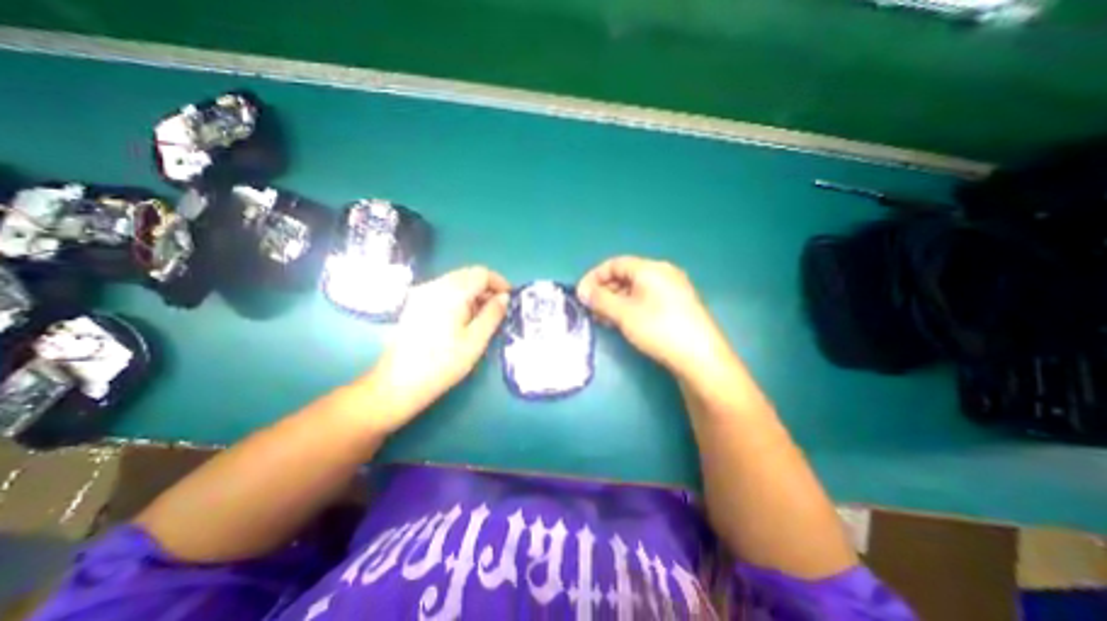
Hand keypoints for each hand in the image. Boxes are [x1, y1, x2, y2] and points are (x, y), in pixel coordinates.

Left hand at [354, 265, 508, 431]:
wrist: (398, 383)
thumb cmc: (443, 364)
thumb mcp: (476, 341)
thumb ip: (493, 314)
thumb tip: (504, 298)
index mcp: (451, 293)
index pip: (481, 273)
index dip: (499, 282)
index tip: (509, 299)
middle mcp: (434, 286)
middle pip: (467, 274)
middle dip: (487, 286)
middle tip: (498, 308)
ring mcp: (422, 293)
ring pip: (455, 281)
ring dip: (473, 292)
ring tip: (482, 315)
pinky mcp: (415, 303)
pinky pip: (443, 290)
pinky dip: (459, 296)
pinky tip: (461, 318)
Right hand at [580, 254, 733, 377]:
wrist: (700, 357)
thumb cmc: (659, 329)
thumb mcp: (624, 314)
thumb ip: (600, 300)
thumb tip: (582, 291)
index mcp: (651, 268)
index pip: (615, 263)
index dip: (594, 276)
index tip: (581, 294)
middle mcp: (663, 273)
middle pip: (625, 275)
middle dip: (604, 290)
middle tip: (590, 309)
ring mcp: (672, 289)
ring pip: (635, 289)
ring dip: (615, 301)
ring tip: (602, 318)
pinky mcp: (676, 305)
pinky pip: (646, 299)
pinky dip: (629, 307)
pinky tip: (621, 321)